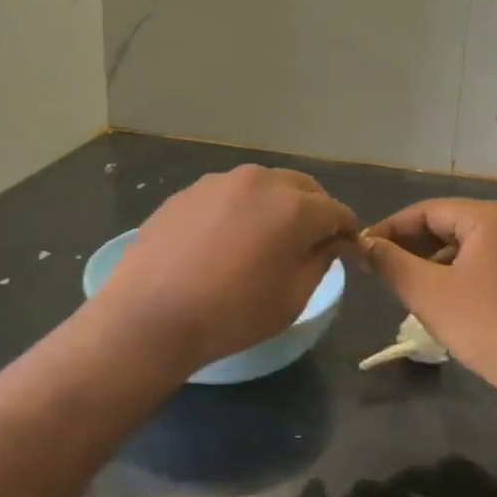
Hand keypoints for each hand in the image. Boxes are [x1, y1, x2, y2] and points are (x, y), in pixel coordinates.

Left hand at [92, 166, 358, 376]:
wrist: (149, 316)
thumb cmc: (232, 314)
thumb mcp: (292, 297)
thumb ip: (321, 260)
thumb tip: (332, 241)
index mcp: (293, 207)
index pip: (336, 210)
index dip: (347, 231)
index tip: (347, 251)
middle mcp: (259, 181)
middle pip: (302, 188)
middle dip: (314, 211)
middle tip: (310, 242)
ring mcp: (218, 182)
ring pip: (262, 186)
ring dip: (275, 206)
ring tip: (264, 240)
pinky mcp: (187, 192)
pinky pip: (228, 195)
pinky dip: (239, 210)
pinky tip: (224, 241)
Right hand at [361, 199, 496, 400]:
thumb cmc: (486, 325)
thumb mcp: (427, 293)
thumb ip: (390, 262)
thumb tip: (364, 244)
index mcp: (492, 217)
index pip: (427, 211)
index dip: (390, 228)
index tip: (363, 249)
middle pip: (451, 224)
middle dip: (413, 245)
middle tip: (381, 267)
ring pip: (471, 245)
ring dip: (436, 260)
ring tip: (408, 284)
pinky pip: (491, 261)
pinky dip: (463, 272)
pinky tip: (445, 295)